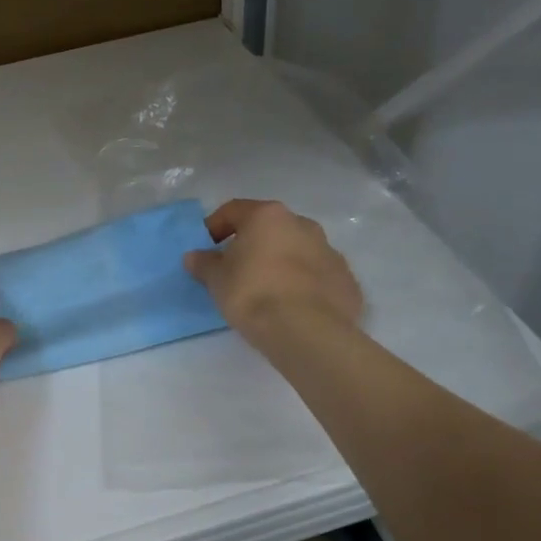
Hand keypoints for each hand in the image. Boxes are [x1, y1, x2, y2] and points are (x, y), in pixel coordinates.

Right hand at [183, 199, 362, 344]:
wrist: (306, 331)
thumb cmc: (253, 294)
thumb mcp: (217, 280)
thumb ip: (204, 264)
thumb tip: (194, 256)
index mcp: (268, 216)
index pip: (234, 210)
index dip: (215, 226)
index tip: (207, 247)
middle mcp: (302, 225)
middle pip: (270, 228)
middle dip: (253, 244)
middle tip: (237, 269)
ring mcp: (330, 251)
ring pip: (297, 250)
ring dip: (281, 262)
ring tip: (267, 290)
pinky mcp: (346, 280)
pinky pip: (318, 276)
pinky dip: (304, 284)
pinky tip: (293, 306)